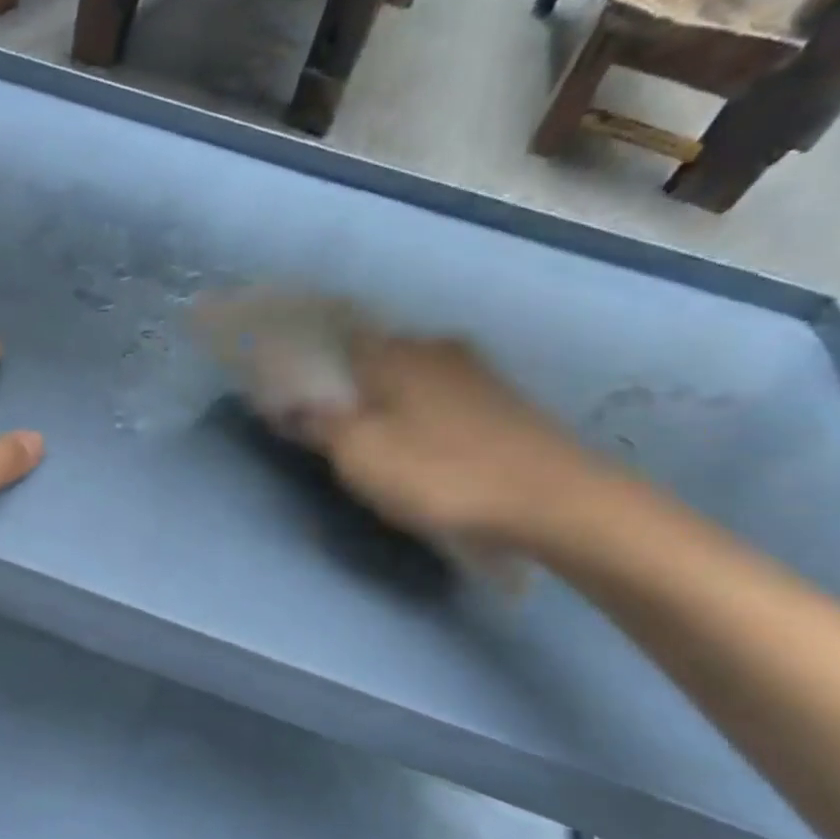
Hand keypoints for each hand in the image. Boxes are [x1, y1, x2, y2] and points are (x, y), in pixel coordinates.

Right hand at [298, 332, 605, 553]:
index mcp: (392, 352)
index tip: (288, 392)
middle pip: (372, 358)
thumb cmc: (440, 473)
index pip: (334, 339)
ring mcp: (474, 373)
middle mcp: (433, 348)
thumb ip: (317, 423)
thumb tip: (285, 402)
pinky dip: (419, 415)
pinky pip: (439, 398)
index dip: (307, 363)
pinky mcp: (502, 401)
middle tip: (328, 425)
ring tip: (372, 440)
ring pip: (409, 378)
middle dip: (347, 385)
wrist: (554, 500)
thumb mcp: (359, 454)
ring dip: (385, 401)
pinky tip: (420, 446)